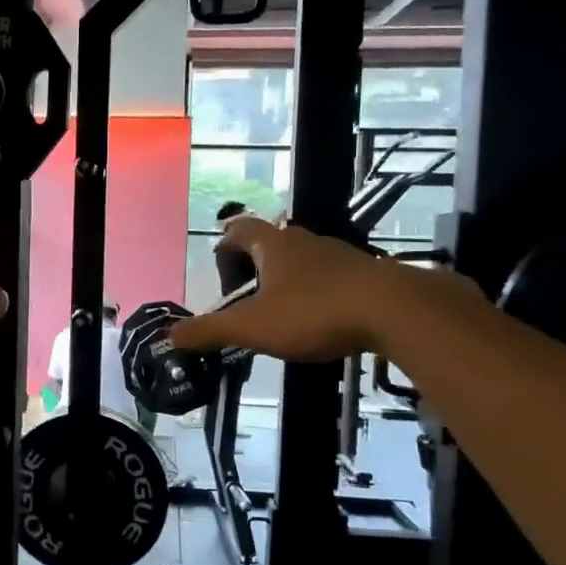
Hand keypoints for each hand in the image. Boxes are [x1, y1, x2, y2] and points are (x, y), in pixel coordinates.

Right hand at [174, 216, 468, 361]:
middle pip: (272, 241)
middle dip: (255, 262)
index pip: (240, 230)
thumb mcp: (253, 327)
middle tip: (245, 291)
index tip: (218, 262)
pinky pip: (331, 276)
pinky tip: (319, 317)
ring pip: (304, 258)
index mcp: (273, 246)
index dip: (226, 243)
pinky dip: (317, 291)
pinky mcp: (365, 273)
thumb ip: (210, 331)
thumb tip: (170, 334)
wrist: (395, 310)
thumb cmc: (314, 312)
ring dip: (288, 277)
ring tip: (279, 308)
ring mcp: (338, 255)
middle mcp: (304, 241)